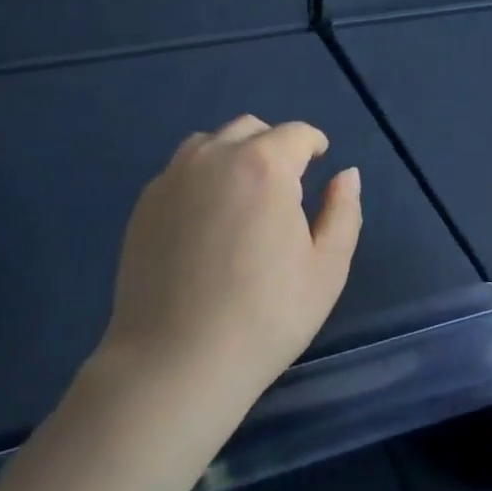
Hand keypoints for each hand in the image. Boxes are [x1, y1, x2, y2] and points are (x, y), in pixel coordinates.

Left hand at [100, 115, 361, 418]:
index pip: (295, 133)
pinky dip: (201, 178)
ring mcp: (173, 178)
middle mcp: (214, 157)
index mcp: (264, 165)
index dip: (313, 143)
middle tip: (285, 182)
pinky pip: (180, 171)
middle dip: (274, 144)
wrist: (176, 361)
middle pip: (250, 129)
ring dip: (234, 155)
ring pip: (209, 143)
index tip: (319, 159)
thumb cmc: (265, 316)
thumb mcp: (327, 269)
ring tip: (243, 194)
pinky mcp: (145, 204)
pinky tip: (206, 218)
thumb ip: (343, 211)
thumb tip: (346, 174)